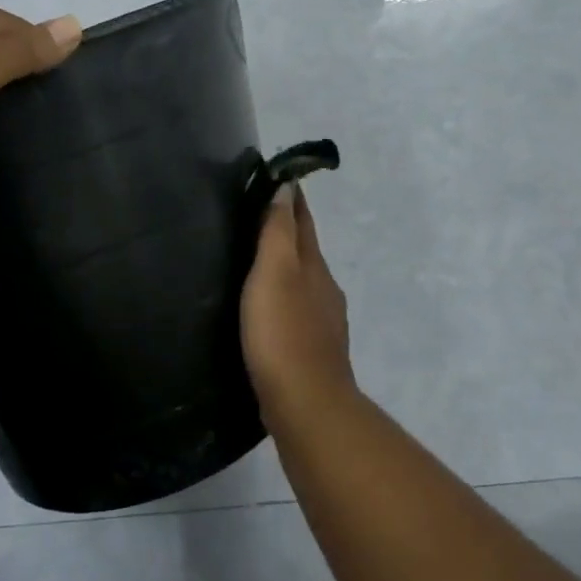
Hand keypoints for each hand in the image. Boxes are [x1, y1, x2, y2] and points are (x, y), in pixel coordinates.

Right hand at [240, 183, 357, 415]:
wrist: (305, 403)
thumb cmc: (283, 332)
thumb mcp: (275, 272)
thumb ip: (279, 232)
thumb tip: (287, 189)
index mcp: (315, 267)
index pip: (304, 222)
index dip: (292, 200)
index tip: (279, 178)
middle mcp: (325, 289)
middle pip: (306, 251)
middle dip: (287, 231)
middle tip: (257, 216)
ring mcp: (322, 322)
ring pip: (302, 282)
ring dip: (285, 267)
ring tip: (256, 262)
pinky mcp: (311, 350)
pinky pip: (296, 311)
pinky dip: (283, 298)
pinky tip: (267, 310)